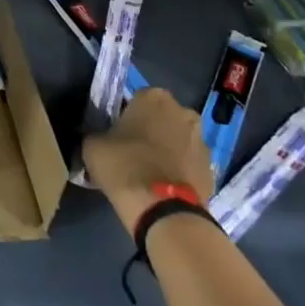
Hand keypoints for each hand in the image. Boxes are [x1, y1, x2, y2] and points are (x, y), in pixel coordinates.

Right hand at [82, 87, 212, 233]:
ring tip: (150, 174)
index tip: (117, 136)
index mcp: (154, 97)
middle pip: (162, 118)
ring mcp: (201, 141)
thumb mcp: (93, 146)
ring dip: (168, 151)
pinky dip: (179, 172)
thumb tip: (99, 140)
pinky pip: (189, 164)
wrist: (162, 209)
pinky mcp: (211, 169)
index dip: (126, 118)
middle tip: (133, 153)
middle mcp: (183, 111)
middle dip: (152, 131)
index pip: (136, 100)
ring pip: (178, 141)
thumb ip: (96, 135)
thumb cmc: (124, 165)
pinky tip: (164, 188)